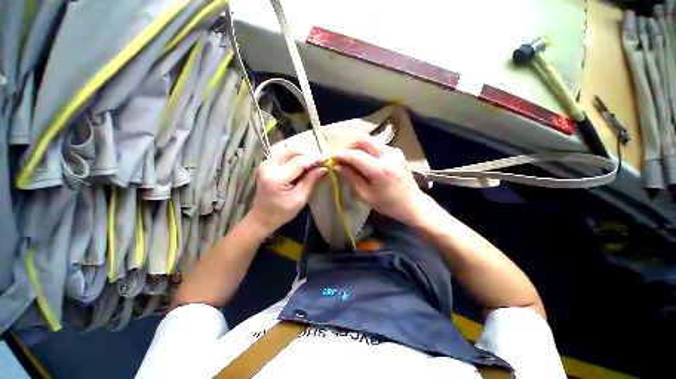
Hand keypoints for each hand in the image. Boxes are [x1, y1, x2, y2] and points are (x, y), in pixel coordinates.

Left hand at [248, 146, 327, 233]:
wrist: (262, 217)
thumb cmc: (282, 212)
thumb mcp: (300, 198)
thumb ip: (311, 180)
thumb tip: (324, 167)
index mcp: (276, 178)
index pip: (299, 162)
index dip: (314, 159)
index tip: (327, 159)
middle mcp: (268, 166)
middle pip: (292, 151)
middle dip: (308, 155)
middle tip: (319, 163)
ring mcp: (265, 163)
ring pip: (288, 151)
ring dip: (302, 156)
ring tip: (312, 165)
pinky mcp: (266, 163)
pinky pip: (284, 155)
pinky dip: (295, 158)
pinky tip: (302, 166)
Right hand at [333, 135, 428, 224]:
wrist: (413, 203)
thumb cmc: (388, 204)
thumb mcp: (365, 195)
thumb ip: (351, 177)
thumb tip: (338, 165)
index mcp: (380, 170)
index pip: (355, 155)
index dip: (341, 154)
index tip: (332, 158)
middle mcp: (388, 155)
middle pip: (363, 139)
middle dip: (349, 146)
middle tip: (342, 157)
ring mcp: (395, 151)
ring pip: (370, 140)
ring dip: (358, 147)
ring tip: (352, 159)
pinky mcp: (397, 151)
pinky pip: (377, 145)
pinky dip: (367, 149)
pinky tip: (365, 160)